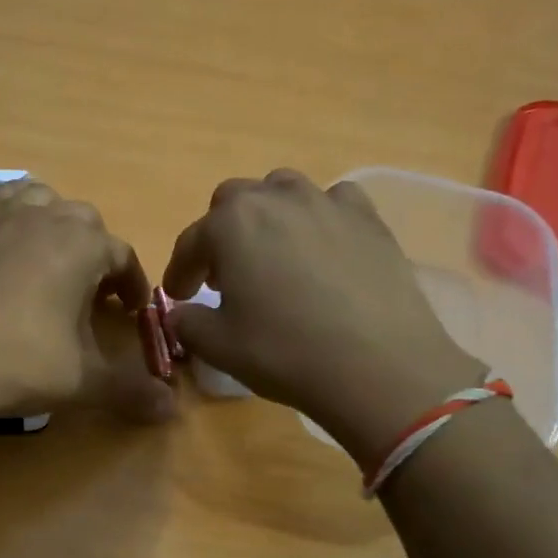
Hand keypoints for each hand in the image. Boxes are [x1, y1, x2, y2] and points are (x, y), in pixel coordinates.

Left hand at [0, 179, 175, 429]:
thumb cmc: (18, 364)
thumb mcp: (82, 381)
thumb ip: (130, 390)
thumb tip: (172, 409)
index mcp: (81, 246)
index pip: (122, 255)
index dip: (132, 284)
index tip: (131, 311)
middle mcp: (45, 217)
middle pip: (85, 222)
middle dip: (97, 253)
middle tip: (92, 293)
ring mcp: (0, 218)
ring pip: (43, 201)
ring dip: (57, 225)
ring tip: (54, 261)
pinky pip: (0, 203)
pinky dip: (16, 216)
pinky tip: (10, 248)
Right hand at [163, 170, 481, 463]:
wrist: (378, 366)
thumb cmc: (284, 352)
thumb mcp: (218, 346)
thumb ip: (187, 322)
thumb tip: (181, 313)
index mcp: (231, 224)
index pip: (191, 242)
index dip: (180, 271)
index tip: (178, 295)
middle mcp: (276, 198)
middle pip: (234, 202)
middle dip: (221, 234)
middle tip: (223, 274)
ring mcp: (327, 203)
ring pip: (283, 191)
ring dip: (268, 217)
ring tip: (273, 255)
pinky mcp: (369, 219)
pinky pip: (334, 203)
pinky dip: (319, 218)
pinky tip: (323, 249)